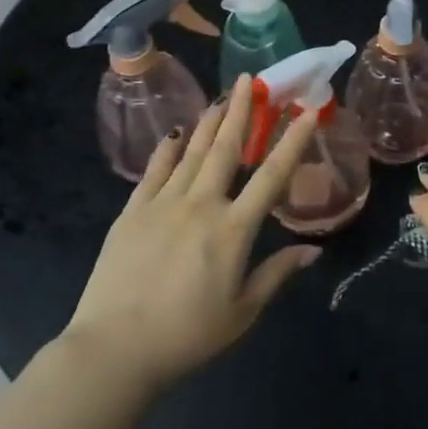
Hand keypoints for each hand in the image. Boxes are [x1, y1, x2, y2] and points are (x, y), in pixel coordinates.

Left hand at [64, 74, 323, 393]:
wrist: (114, 348)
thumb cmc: (187, 335)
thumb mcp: (242, 312)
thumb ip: (277, 274)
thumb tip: (313, 249)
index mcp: (233, 230)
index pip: (271, 176)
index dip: (292, 142)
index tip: (306, 112)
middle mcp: (201, 205)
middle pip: (226, 149)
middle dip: (241, 111)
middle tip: (250, 80)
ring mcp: (163, 205)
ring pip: (191, 153)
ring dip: (208, 123)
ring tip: (220, 97)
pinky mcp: (132, 213)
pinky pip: (154, 172)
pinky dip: (167, 151)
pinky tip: (174, 134)